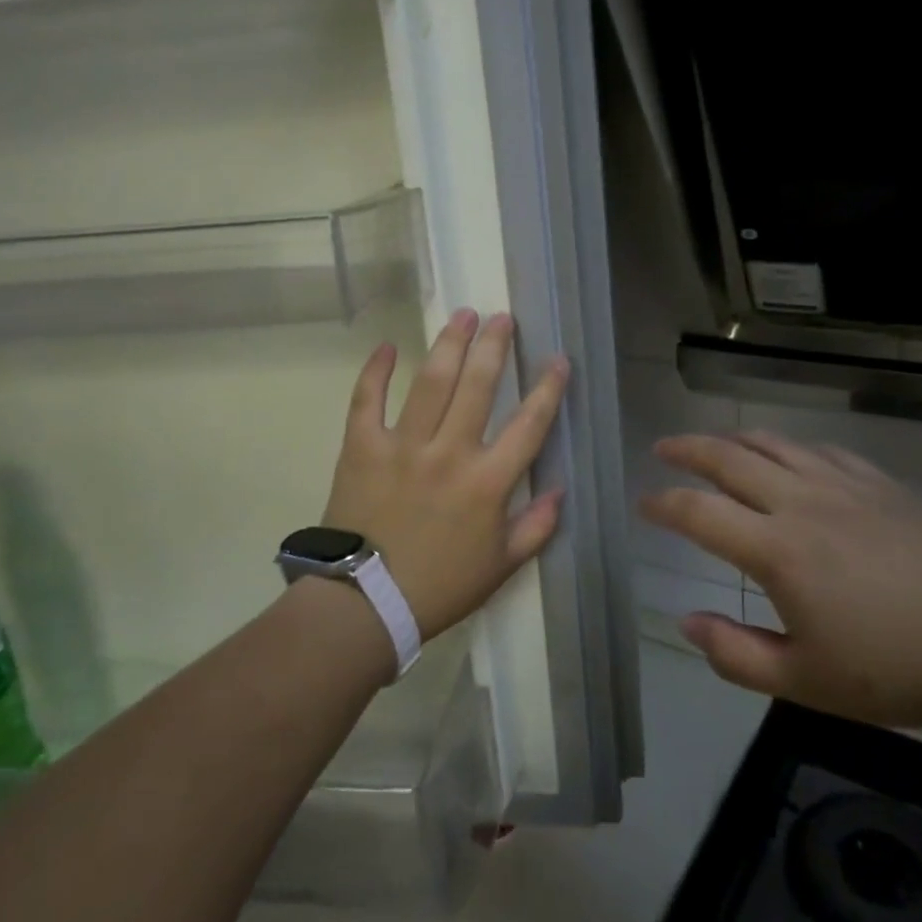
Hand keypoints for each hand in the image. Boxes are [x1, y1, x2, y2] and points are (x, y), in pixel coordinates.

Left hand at [322, 309, 570, 639]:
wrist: (364, 606)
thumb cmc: (439, 587)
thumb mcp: (501, 567)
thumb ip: (536, 528)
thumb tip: (559, 490)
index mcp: (488, 482)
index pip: (529, 424)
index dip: (548, 388)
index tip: (558, 359)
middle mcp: (449, 453)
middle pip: (478, 387)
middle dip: (494, 346)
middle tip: (502, 317)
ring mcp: (403, 446)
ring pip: (431, 383)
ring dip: (450, 344)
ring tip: (463, 315)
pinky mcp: (362, 448)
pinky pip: (367, 400)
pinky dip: (376, 371)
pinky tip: (389, 346)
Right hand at [640, 431, 921, 727]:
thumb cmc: (896, 670)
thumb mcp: (806, 682)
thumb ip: (736, 653)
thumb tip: (686, 622)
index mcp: (777, 550)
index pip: (699, 512)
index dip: (663, 504)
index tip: (643, 504)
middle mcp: (802, 502)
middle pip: (729, 458)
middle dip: (687, 449)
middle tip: (663, 448)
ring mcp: (843, 485)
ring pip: (773, 443)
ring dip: (733, 438)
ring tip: (713, 444)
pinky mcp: (879, 484)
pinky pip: (819, 450)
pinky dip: (788, 447)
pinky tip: (787, 456)